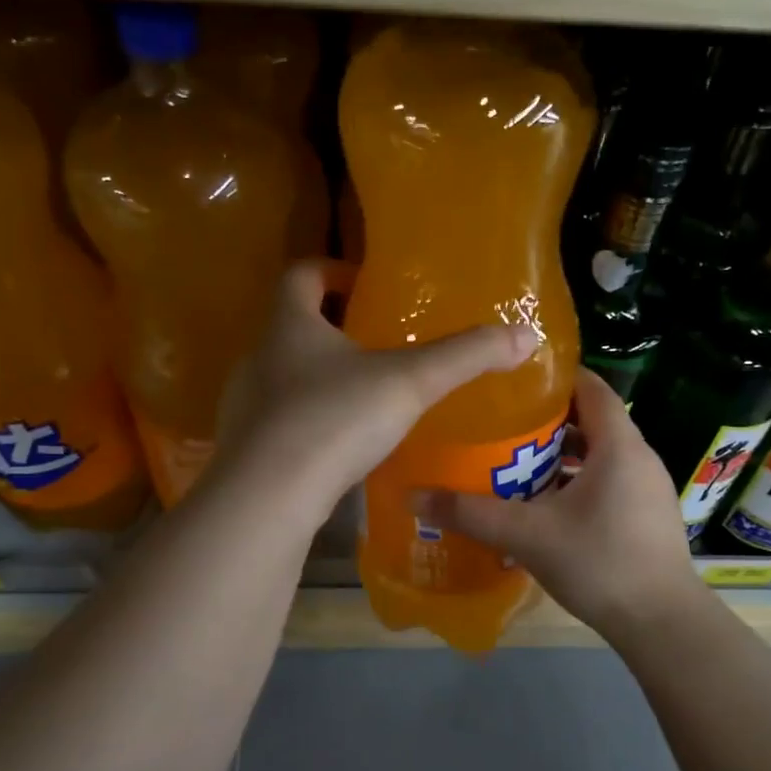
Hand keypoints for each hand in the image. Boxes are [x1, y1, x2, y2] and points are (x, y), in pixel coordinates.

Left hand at [216, 260, 537, 517]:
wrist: (267, 499)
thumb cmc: (334, 421)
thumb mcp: (409, 383)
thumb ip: (465, 357)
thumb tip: (526, 335)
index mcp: (289, 326)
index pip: (300, 275)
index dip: (329, 270)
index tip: (361, 282)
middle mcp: (258, 358)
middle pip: (289, 326)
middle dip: (329, 327)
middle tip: (373, 341)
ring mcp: (244, 406)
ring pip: (282, 378)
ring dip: (317, 378)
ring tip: (362, 396)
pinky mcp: (245, 449)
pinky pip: (278, 423)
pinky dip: (307, 423)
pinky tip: (338, 447)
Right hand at [412, 367, 699, 639]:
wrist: (662, 624)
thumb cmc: (599, 563)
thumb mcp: (527, 535)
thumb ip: (471, 513)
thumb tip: (413, 496)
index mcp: (619, 445)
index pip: (591, 387)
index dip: (555, 377)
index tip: (514, 379)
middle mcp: (639, 457)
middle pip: (592, 420)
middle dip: (547, 419)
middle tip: (502, 424)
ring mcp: (647, 488)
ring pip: (600, 454)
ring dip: (561, 455)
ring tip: (515, 462)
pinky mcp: (647, 516)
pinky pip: (608, 481)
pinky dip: (577, 481)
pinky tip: (545, 506)